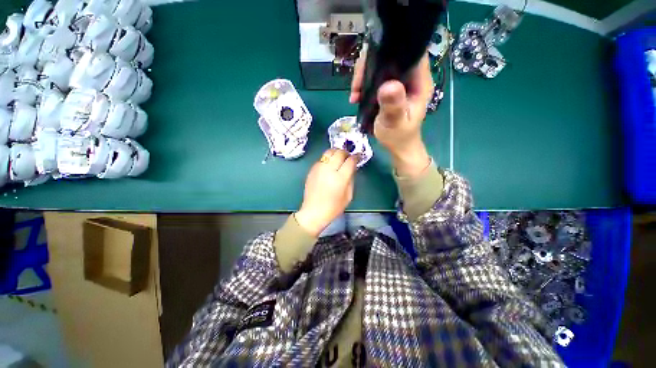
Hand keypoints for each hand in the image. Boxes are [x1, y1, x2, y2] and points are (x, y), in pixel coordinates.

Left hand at [295, 149, 358, 236]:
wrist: (314, 211)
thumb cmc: (333, 207)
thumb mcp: (348, 196)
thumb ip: (351, 179)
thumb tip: (352, 167)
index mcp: (340, 178)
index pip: (350, 161)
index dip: (356, 157)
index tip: (358, 156)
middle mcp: (329, 170)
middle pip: (339, 153)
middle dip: (346, 152)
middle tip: (349, 157)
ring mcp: (319, 168)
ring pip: (329, 152)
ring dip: (336, 152)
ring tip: (339, 157)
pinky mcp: (312, 169)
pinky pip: (322, 158)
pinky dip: (328, 158)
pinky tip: (330, 165)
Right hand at [350, 51, 433, 176]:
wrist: (398, 147)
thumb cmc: (399, 137)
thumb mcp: (395, 123)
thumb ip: (393, 106)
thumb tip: (388, 85)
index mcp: (419, 82)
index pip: (409, 52)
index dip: (390, 50)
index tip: (369, 64)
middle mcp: (411, 77)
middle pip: (391, 56)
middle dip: (370, 65)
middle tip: (356, 85)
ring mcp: (399, 83)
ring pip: (381, 66)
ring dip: (364, 76)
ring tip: (355, 94)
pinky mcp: (390, 89)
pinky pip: (375, 78)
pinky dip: (364, 84)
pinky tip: (356, 96)